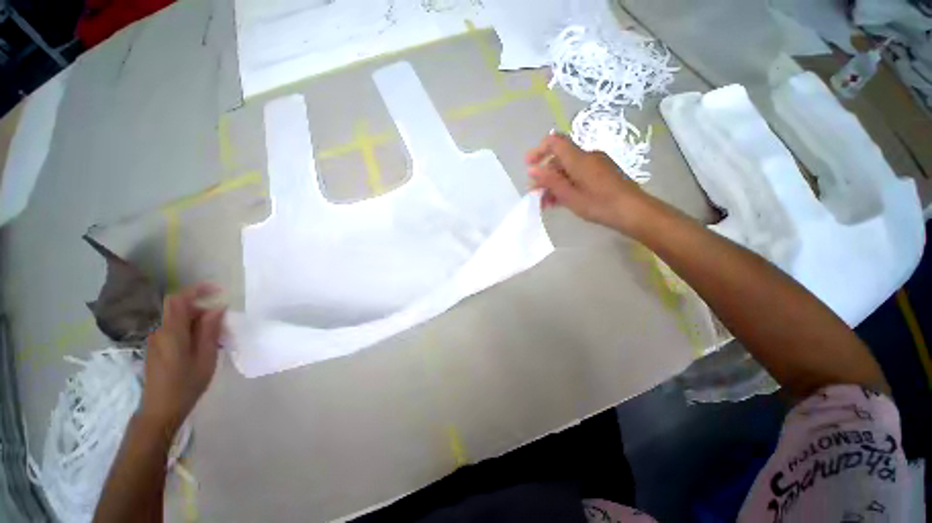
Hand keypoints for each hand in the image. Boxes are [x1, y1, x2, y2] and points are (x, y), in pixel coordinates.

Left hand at [140, 284, 225, 433]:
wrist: (159, 410)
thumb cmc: (186, 385)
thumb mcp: (205, 357)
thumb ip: (209, 330)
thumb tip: (217, 308)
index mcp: (172, 333)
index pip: (179, 300)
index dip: (197, 290)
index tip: (218, 290)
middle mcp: (160, 332)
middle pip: (180, 309)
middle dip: (203, 309)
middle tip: (223, 324)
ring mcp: (156, 341)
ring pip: (179, 320)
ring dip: (198, 322)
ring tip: (215, 338)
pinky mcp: (157, 349)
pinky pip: (175, 331)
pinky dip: (190, 331)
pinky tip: (202, 347)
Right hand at [526, 133, 650, 234]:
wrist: (633, 211)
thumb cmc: (599, 204)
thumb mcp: (570, 195)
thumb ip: (550, 181)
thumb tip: (531, 169)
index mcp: (579, 158)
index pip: (555, 141)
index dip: (539, 150)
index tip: (528, 165)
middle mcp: (587, 156)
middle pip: (560, 159)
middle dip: (544, 175)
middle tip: (535, 194)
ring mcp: (596, 165)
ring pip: (568, 169)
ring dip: (554, 183)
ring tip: (545, 203)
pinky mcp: (602, 173)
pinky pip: (578, 174)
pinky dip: (566, 185)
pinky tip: (560, 201)